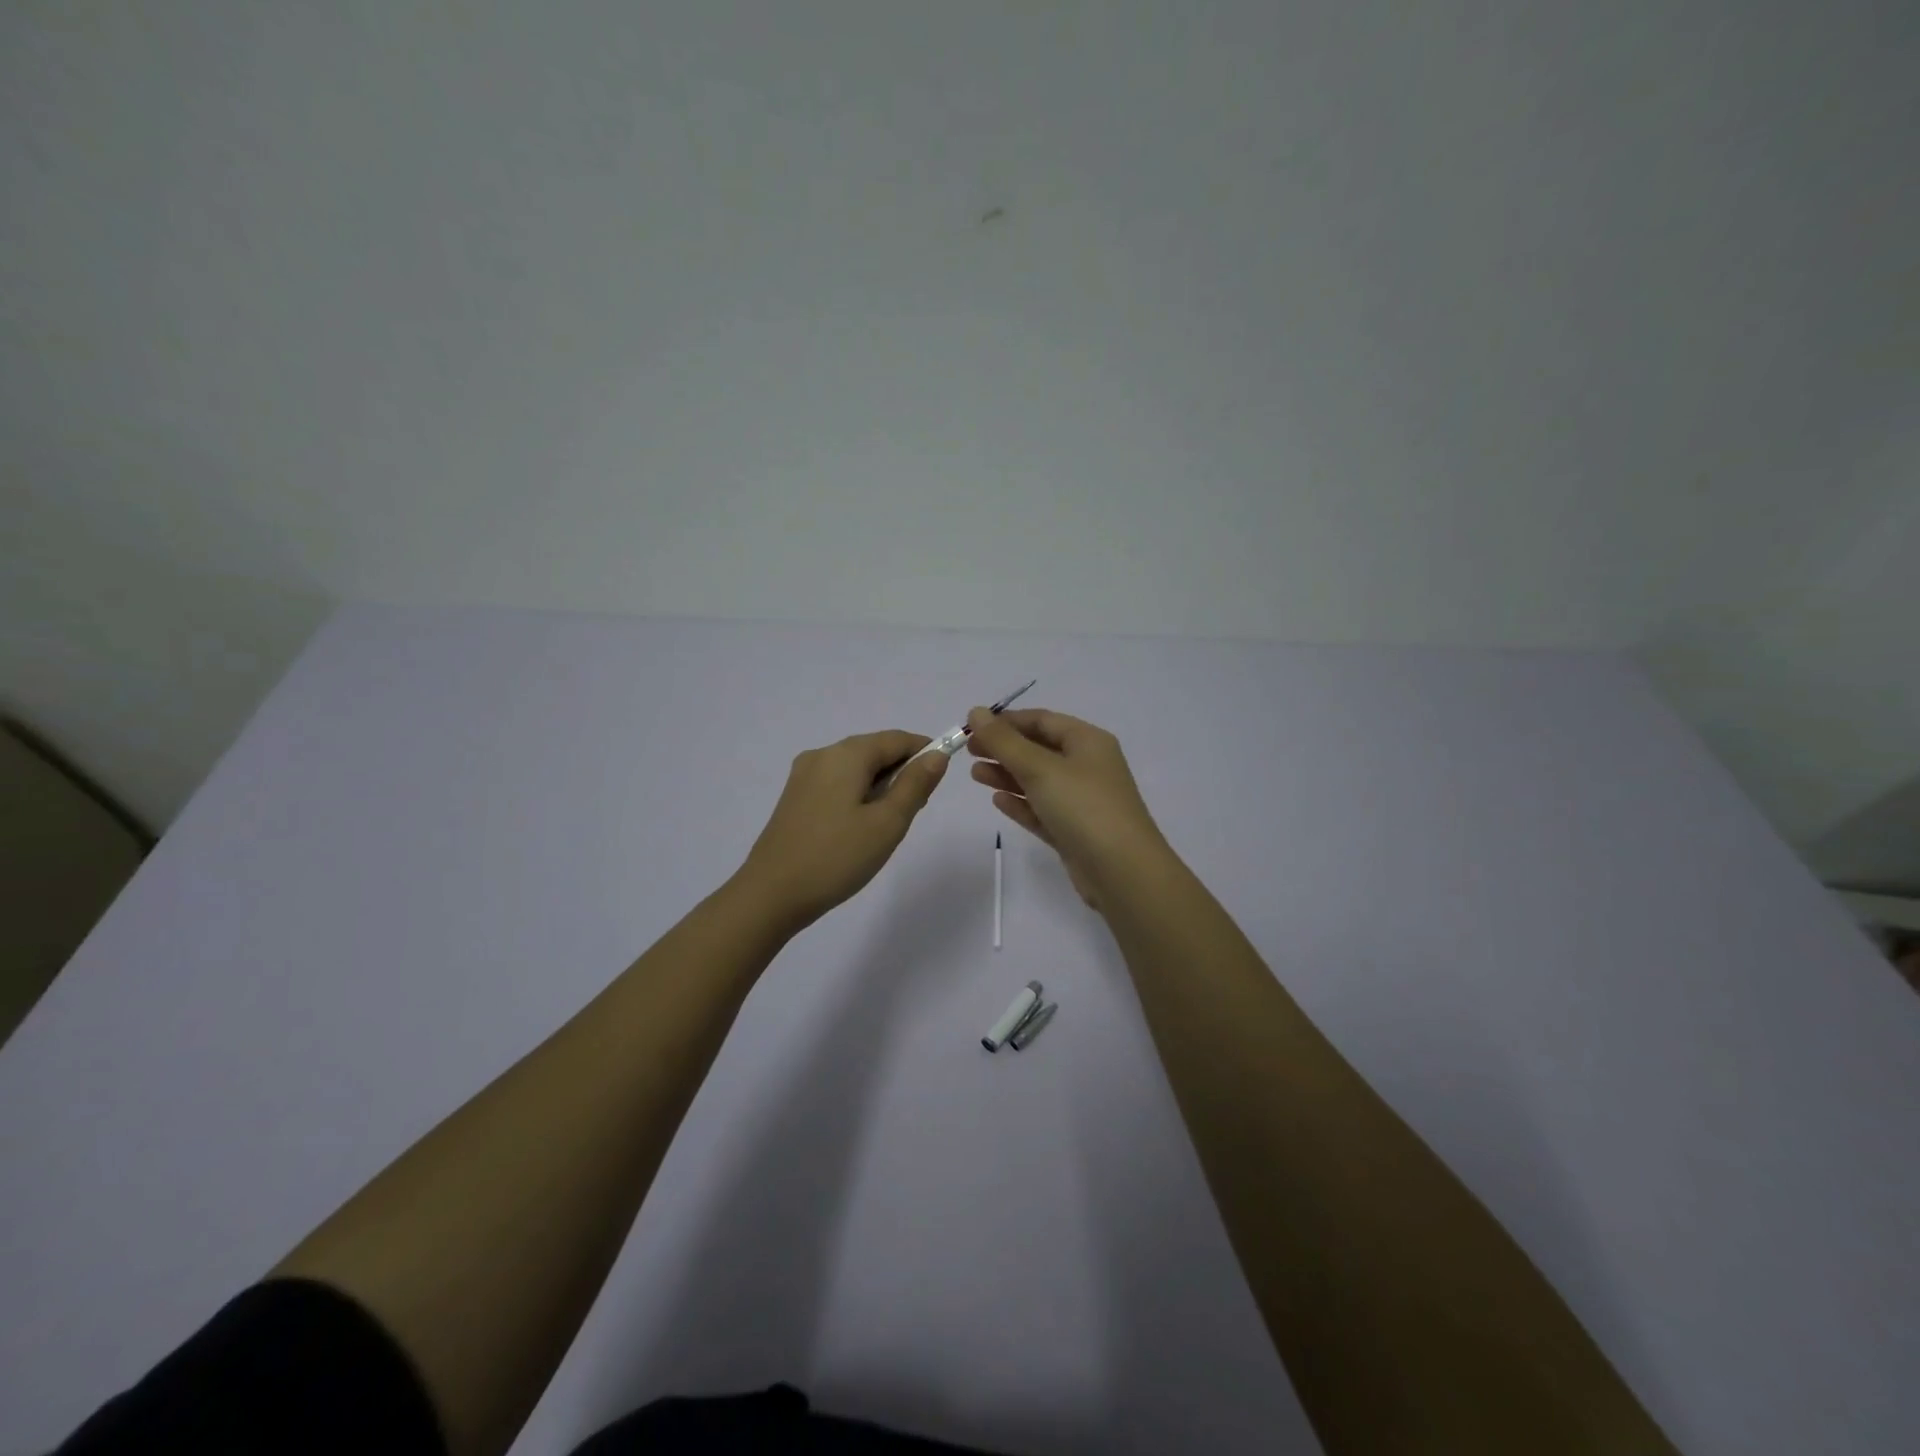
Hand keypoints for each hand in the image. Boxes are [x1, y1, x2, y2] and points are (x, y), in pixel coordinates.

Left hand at [737, 730, 947, 931]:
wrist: (770, 894)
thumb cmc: (836, 857)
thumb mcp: (888, 823)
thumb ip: (915, 785)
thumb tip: (937, 755)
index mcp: (846, 754)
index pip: (896, 739)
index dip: (925, 751)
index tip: (941, 778)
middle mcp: (822, 755)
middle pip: (874, 750)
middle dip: (902, 771)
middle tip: (917, 809)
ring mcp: (803, 776)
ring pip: (855, 769)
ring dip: (880, 785)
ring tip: (890, 824)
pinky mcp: (794, 798)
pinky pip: (837, 784)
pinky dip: (858, 795)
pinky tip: (861, 827)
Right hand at [964, 707, 1169, 910]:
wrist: (1121, 871)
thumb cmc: (1083, 807)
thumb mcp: (1040, 768)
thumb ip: (1004, 741)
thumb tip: (975, 711)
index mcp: (1088, 742)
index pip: (1042, 720)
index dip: (1006, 721)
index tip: (972, 727)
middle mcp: (1087, 766)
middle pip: (1039, 749)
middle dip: (1003, 748)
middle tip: (968, 752)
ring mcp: (1082, 801)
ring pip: (1038, 780)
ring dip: (1007, 775)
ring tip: (975, 775)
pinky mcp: (1074, 831)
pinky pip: (1042, 809)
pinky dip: (1021, 803)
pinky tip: (997, 801)